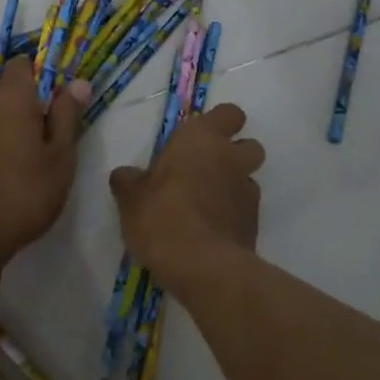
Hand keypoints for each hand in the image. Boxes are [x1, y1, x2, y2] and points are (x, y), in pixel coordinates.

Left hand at [0, 58, 87, 263]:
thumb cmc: (25, 191)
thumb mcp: (60, 156)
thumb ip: (67, 116)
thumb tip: (78, 83)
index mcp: (12, 98)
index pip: (23, 64)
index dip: (43, 74)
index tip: (61, 101)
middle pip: (11, 92)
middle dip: (34, 107)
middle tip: (56, 140)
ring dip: (17, 129)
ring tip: (36, 163)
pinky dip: (0, 147)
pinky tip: (12, 177)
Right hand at [109, 103, 264, 280]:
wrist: (203, 266)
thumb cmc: (162, 216)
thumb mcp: (130, 198)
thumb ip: (128, 181)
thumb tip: (124, 175)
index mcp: (202, 139)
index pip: (229, 113)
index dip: (220, 124)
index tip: (199, 139)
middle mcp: (231, 159)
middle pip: (249, 145)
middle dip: (234, 154)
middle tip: (204, 170)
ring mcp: (248, 192)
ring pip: (248, 179)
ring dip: (233, 186)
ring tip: (206, 205)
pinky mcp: (255, 224)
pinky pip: (245, 210)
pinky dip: (232, 215)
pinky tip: (210, 231)